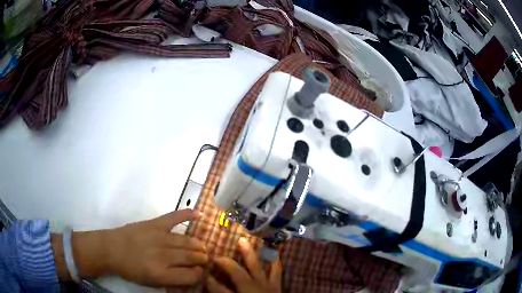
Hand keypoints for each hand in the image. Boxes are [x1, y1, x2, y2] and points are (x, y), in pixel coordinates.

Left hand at [104, 209, 207, 286]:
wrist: (111, 249)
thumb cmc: (131, 270)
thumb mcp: (151, 283)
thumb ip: (172, 282)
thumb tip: (191, 277)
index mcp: (162, 274)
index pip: (191, 275)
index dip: (199, 274)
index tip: (199, 272)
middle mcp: (163, 256)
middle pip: (191, 257)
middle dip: (202, 259)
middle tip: (204, 258)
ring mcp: (159, 237)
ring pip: (187, 241)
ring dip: (198, 245)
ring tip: (202, 247)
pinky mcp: (153, 224)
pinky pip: (173, 218)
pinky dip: (186, 214)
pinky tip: (199, 214)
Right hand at [205, 238, 281, 292]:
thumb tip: (211, 285)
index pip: (219, 289)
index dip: (209, 281)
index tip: (202, 274)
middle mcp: (253, 289)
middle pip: (237, 273)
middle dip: (226, 262)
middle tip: (217, 253)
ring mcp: (267, 286)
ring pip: (257, 267)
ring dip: (249, 253)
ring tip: (244, 241)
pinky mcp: (277, 286)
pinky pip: (277, 271)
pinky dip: (275, 261)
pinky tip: (273, 252)